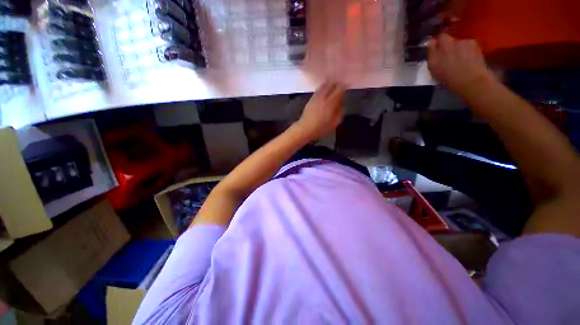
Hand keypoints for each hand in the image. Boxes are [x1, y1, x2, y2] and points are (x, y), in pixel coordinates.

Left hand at [295, 81, 344, 140]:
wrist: (305, 129)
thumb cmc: (321, 128)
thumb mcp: (334, 123)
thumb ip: (340, 112)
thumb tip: (342, 104)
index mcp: (330, 103)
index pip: (339, 89)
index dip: (344, 86)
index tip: (347, 87)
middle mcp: (323, 97)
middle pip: (331, 84)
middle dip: (337, 84)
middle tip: (340, 86)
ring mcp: (316, 97)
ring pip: (324, 85)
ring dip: (329, 84)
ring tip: (333, 86)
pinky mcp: (310, 99)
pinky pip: (318, 90)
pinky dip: (323, 88)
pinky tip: (324, 91)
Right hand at [428, 34, 494, 94]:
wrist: (470, 79)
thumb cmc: (447, 74)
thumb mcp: (433, 65)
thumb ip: (431, 52)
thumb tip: (431, 41)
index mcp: (445, 44)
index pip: (441, 36)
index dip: (439, 42)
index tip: (437, 49)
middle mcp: (458, 40)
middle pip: (452, 40)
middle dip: (450, 46)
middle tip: (448, 56)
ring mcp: (470, 44)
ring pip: (462, 44)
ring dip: (460, 49)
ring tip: (459, 60)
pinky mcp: (478, 49)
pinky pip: (471, 48)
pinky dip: (469, 53)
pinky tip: (467, 61)